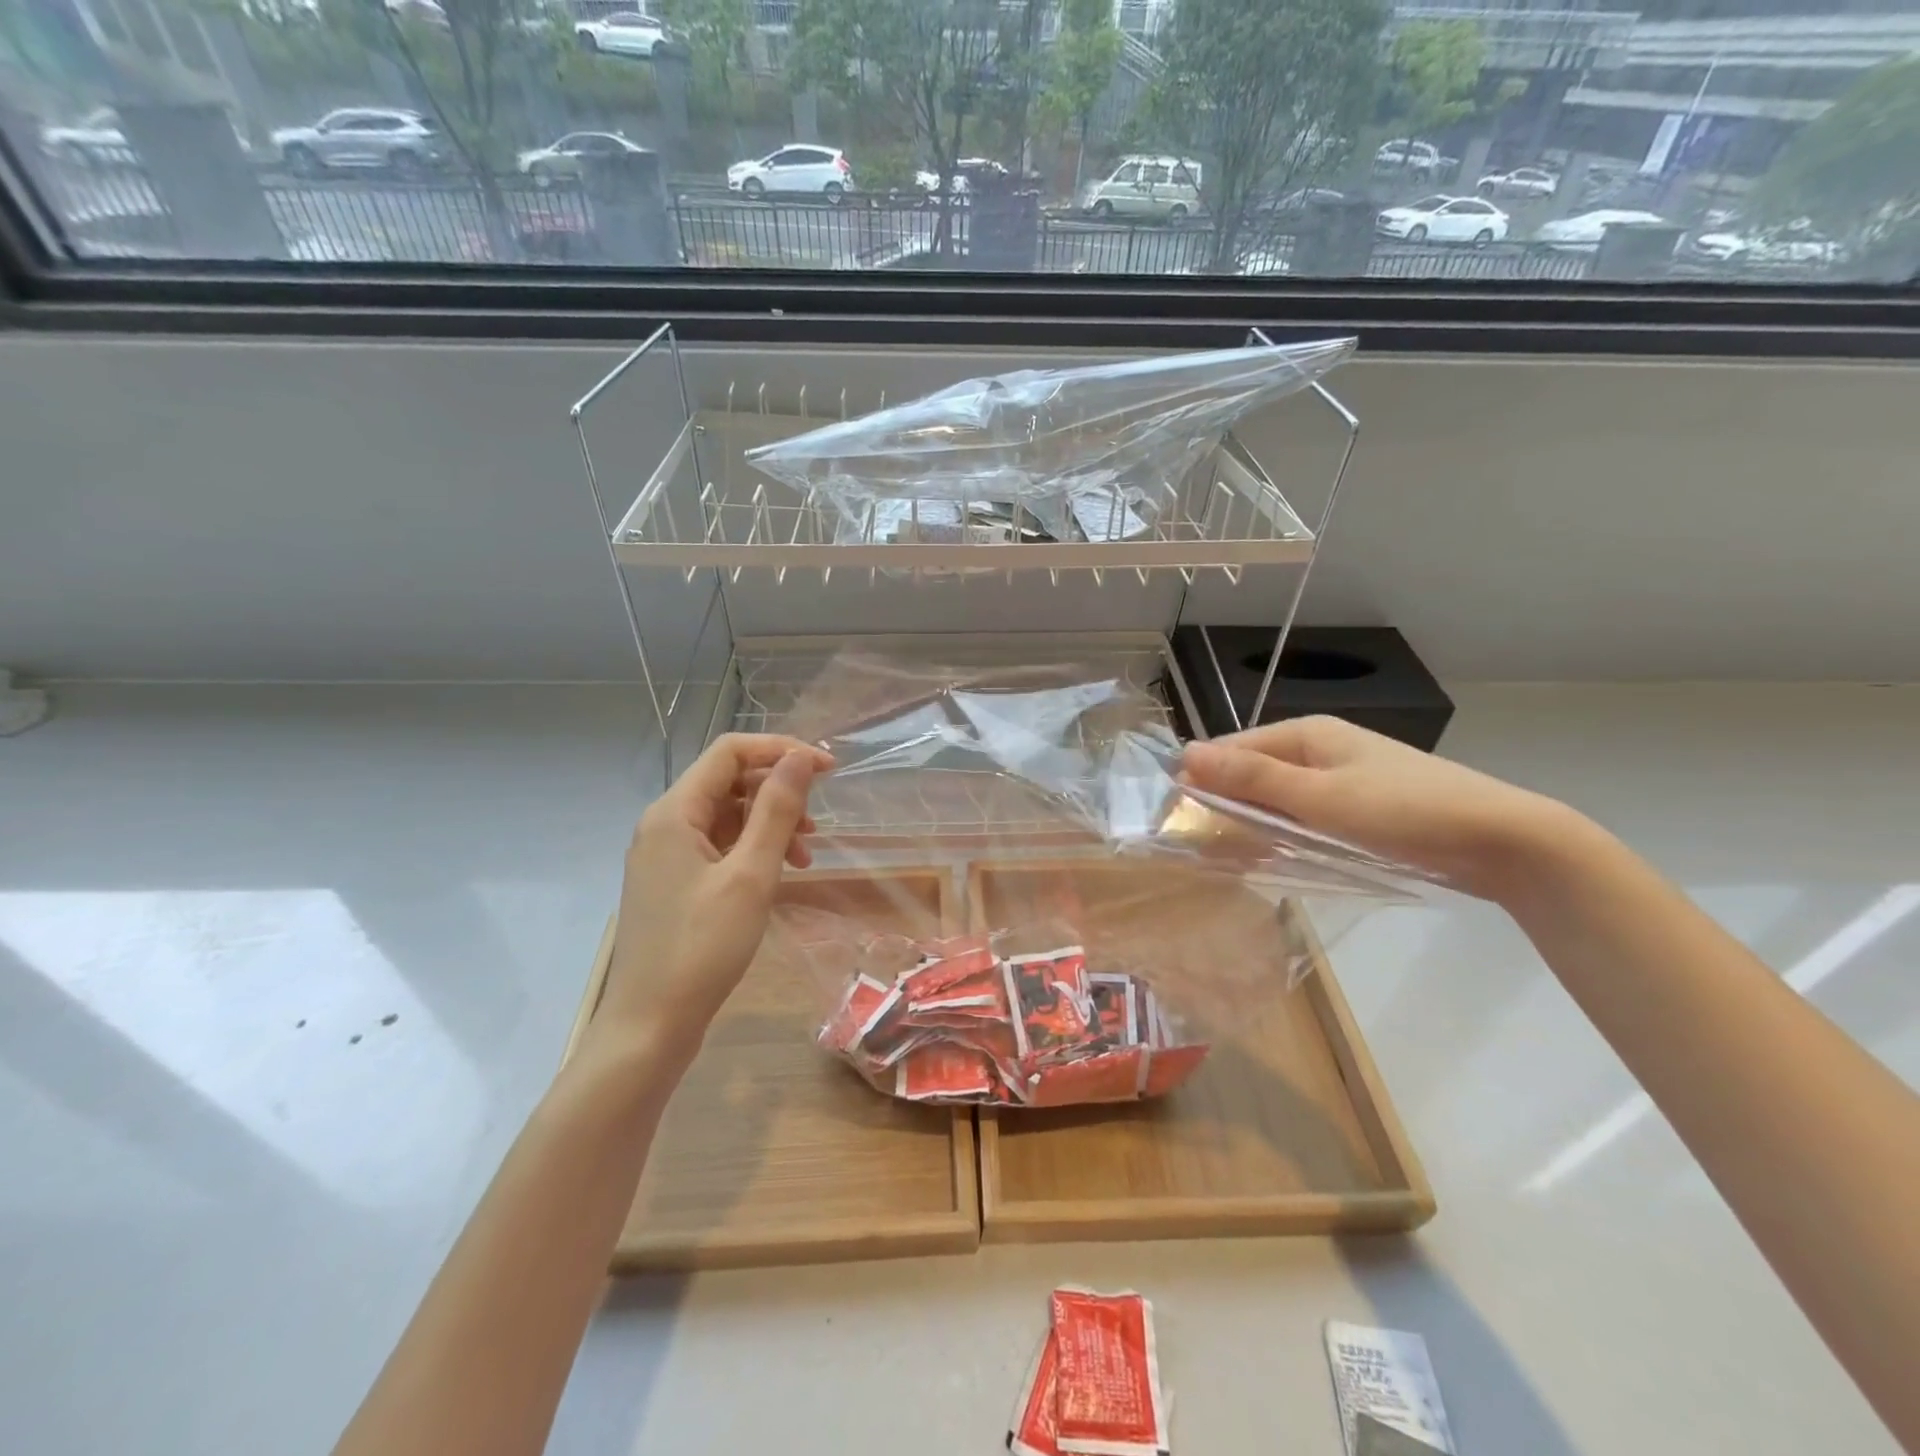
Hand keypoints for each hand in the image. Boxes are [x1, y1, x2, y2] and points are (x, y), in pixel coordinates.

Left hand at [596, 734, 831, 1059]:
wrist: (650, 1026)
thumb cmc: (702, 948)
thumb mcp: (750, 875)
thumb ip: (776, 811)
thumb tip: (800, 758)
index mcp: (674, 812)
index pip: (730, 751)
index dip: (781, 750)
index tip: (827, 769)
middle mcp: (664, 823)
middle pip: (729, 781)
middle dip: (778, 792)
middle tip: (817, 824)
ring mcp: (666, 854)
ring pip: (727, 815)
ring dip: (770, 824)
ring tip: (805, 856)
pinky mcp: (674, 882)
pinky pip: (719, 846)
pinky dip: (753, 850)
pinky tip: (779, 873)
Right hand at [1181, 715, 1573, 901]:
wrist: (1503, 840)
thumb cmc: (1403, 811)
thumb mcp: (1319, 797)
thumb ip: (1251, 779)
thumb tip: (1185, 754)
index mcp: (1307, 733)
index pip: (1232, 749)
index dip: (1202, 780)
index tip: (1176, 820)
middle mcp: (1319, 748)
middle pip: (1252, 773)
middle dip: (1224, 806)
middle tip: (1199, 848)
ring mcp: (1341, 778)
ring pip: (1276, 798)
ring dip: (1251, 824)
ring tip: (1227, 860)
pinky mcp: (1358, 808)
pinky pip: (1303, 816)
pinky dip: (1283, 834)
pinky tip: (1271, 859)